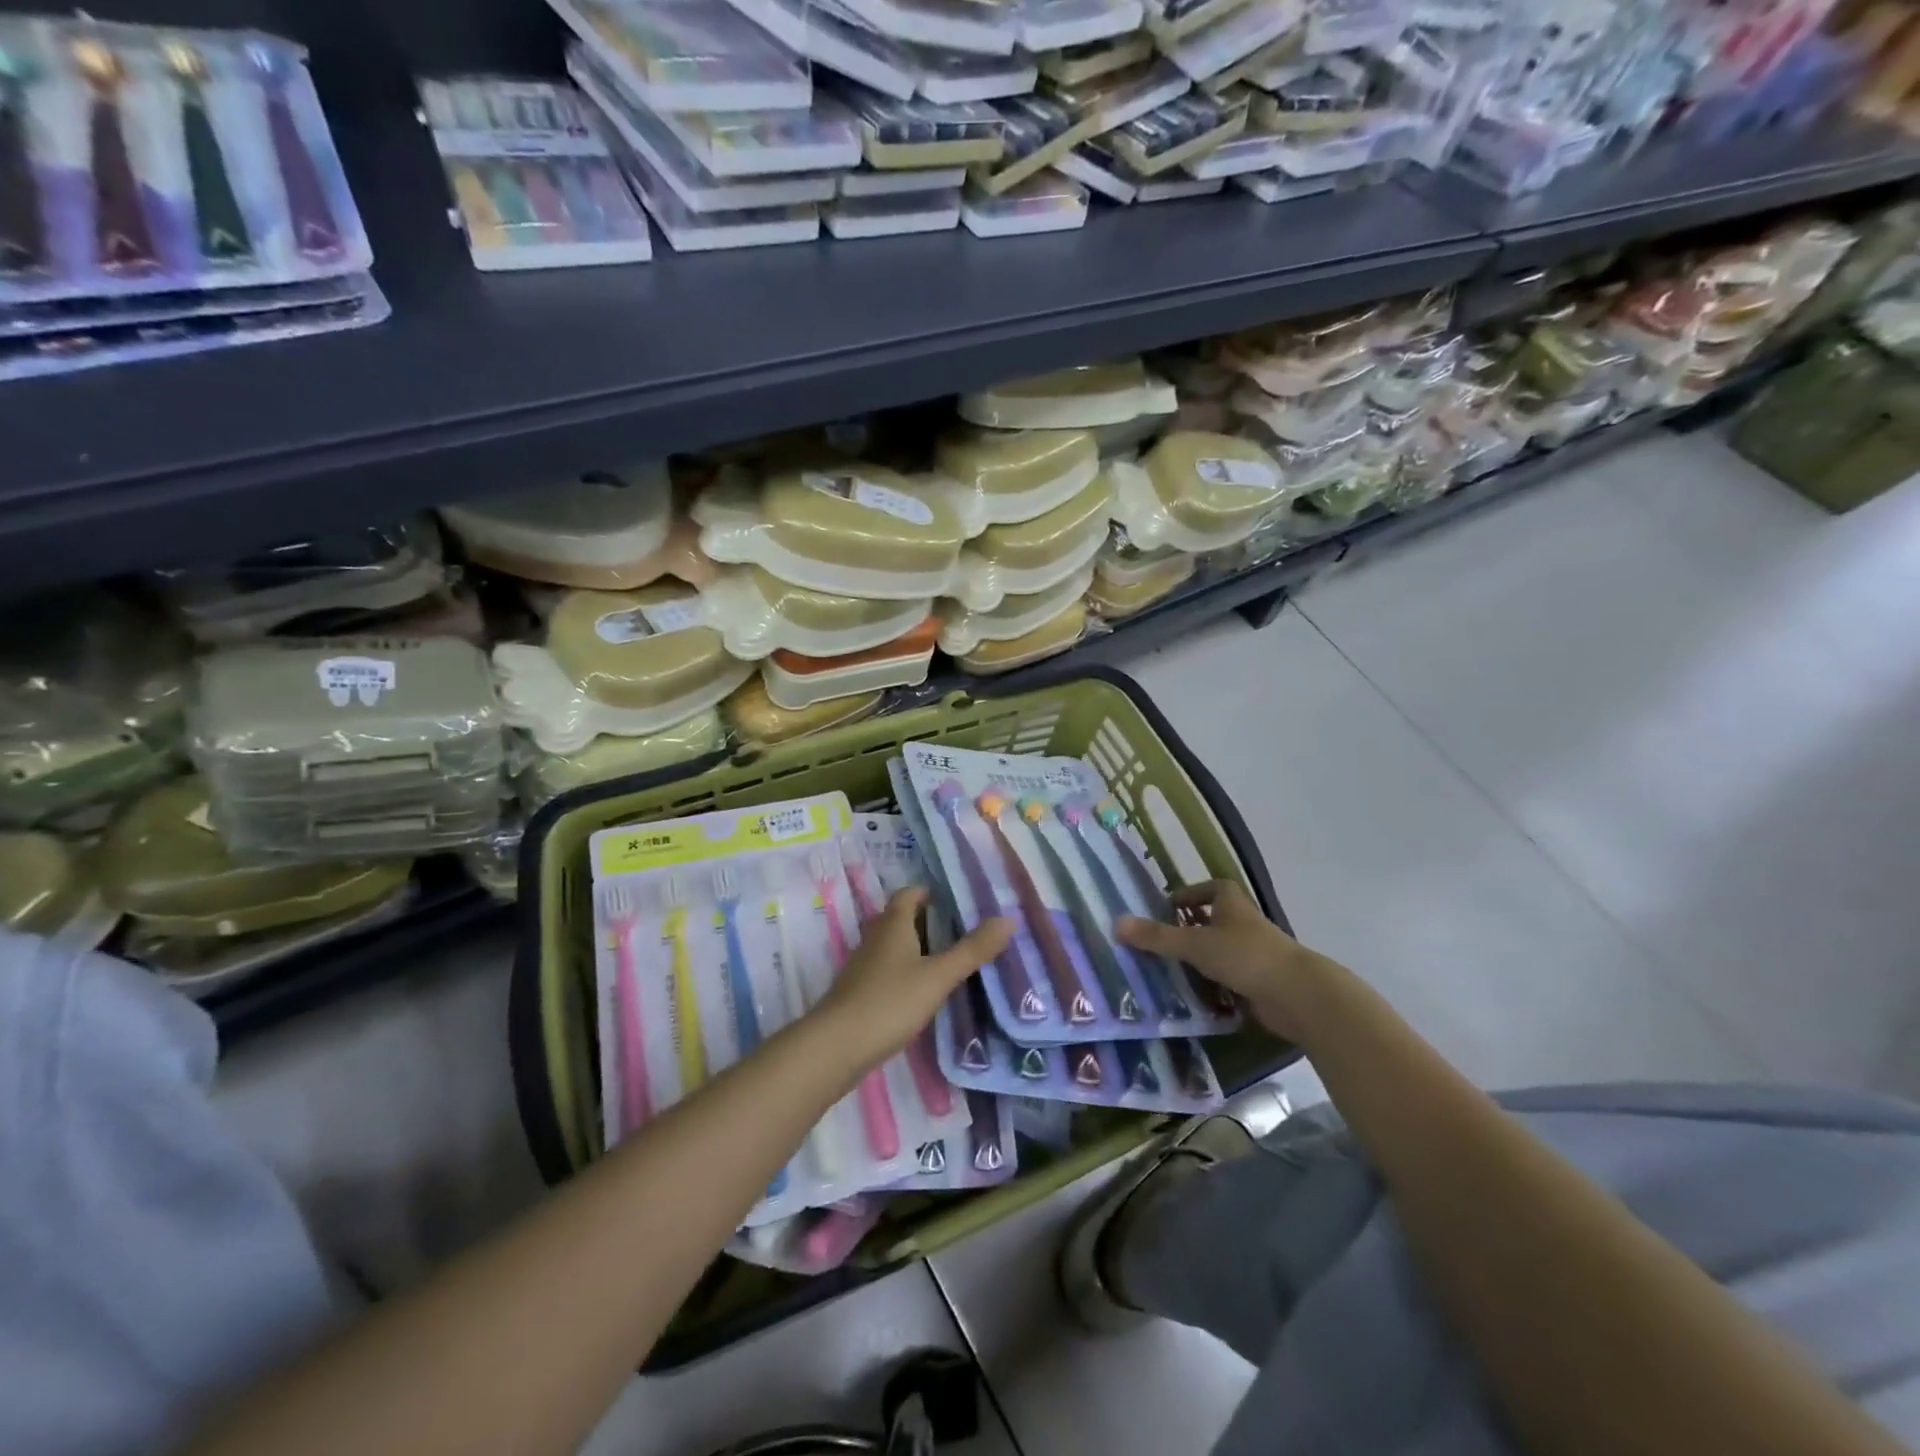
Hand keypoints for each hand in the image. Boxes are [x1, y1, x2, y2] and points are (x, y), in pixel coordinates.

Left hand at [816, 889, 1012, 1066]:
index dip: (932, 893)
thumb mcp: (938, 976)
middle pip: (902, 918)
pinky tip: (923, 991)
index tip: (960, 904)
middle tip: (964, 933)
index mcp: (893, 923)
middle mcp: (875, 937)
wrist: (836, 1047)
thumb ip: (973, 950)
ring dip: (918, 948)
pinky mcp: (859, 991)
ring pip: (894, 945)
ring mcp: (864, 965)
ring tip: (950, 961)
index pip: (910, 894)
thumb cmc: (890, 1002)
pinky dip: (907, 972)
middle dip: (930, 922)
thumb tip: (1008, 919)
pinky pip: (887, 969)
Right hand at [1116, 880, 1328, 1040]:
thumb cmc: (1245, 956)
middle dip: (1188, 929)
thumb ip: (1156, 936)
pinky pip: (1228, 978)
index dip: (1187, 895)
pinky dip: (1212, 985)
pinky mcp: (1259, 982)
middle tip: (1157, 942)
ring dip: (1198, 960)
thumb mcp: (1194, 944)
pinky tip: (1192, 996)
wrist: (1298, 995)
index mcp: (1231, 903)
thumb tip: (1115, 923)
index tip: (1165, 909)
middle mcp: (1243, 923)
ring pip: (1219, 951)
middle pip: (1212, 920)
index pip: (1208, 888)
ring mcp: (1253, 953)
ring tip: (1167, 971)